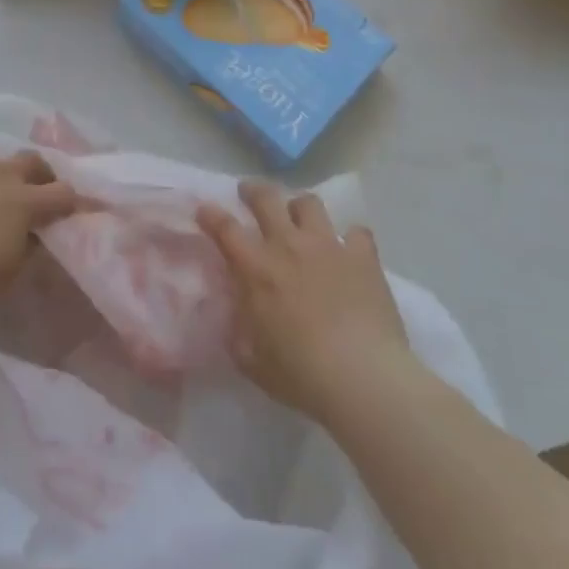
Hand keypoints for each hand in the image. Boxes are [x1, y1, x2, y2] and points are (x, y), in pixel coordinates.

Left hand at [0, 150, 81, 321]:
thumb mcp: (9, 273)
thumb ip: (27, 248)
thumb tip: (33, 236)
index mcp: (25, 201)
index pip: (64, 193)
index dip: (70, 202)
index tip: (69, 213)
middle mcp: (1, 174)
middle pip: (32, 160)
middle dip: (39, 175)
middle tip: (33, 195)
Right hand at [196, 181, 413, 423]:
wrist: (363, 377)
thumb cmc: (301, 374)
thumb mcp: (252, 360)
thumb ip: (238, 332)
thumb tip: (234, 318)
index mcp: (257, 269)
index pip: (225, 228)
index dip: (210, 215)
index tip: (205, 210)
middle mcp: (289, 245)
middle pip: (266, 198)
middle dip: (253, 191)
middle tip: (249, 194)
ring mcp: (328, 246)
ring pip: (309, 204)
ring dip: (300, 208)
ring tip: (300, 219)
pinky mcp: (363, 256)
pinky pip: (356, 232)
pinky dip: (350, 238)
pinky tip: (349, 250)